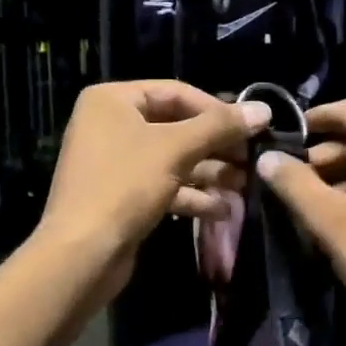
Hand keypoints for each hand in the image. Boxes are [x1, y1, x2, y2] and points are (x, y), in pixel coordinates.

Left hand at [39, 81, 270, 287]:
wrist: (81, 254)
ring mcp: (114, 163)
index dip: (217, 110)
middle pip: (176, 127)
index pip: (176, 92)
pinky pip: (162, 185)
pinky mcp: (121, 196)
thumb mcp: (176, 149)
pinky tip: (222, 210)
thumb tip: (264, 109)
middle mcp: (110, 125)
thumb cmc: (124, 186)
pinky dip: (190, 195)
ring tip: (245, 185)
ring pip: (172, 159)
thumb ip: (220, 127)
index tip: (252, 128)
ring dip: (209, 172)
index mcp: (112, 101)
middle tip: (252, 159)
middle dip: (216, 145)